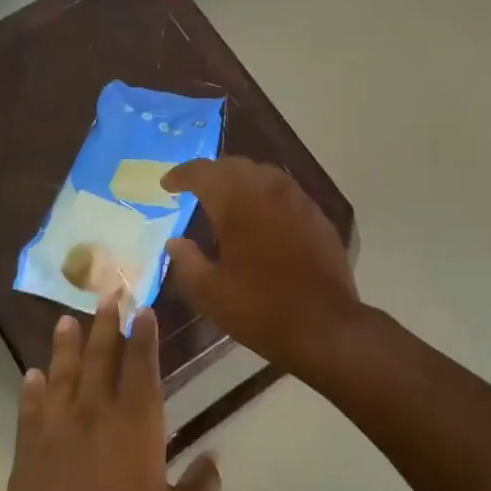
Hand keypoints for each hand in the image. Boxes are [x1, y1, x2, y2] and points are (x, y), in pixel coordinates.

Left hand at [3, 300, 221, 490]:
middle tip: (107, 295)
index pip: (143, 365)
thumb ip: (202, 486)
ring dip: (66, 346)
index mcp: (138, 423)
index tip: (143, 309)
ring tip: (66, 321)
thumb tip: (214, 459)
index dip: (144, 335)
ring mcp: (57, 432)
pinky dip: (32, 390)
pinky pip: (30, 411)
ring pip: (63, 375)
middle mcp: (96, 415)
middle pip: (101, 358)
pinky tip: (31, 375)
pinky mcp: (28, 455)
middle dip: (106, 325)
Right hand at [161, 157, 363, 371]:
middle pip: (234, 165)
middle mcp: (268, 190)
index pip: (203, 172)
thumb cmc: (260, 308)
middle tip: (194, 187)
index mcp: (237, 203)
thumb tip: (174, 242)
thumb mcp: (210, 292)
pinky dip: (265, 194)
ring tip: (226, 197)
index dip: (181, 174)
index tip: (167, 184)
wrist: (324, 325)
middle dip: (211, 172)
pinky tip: (262, 215)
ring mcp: (298, 200)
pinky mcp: (317, 216)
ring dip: (240, 179)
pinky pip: (285, 191)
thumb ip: (187, 261)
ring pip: (263, 173)